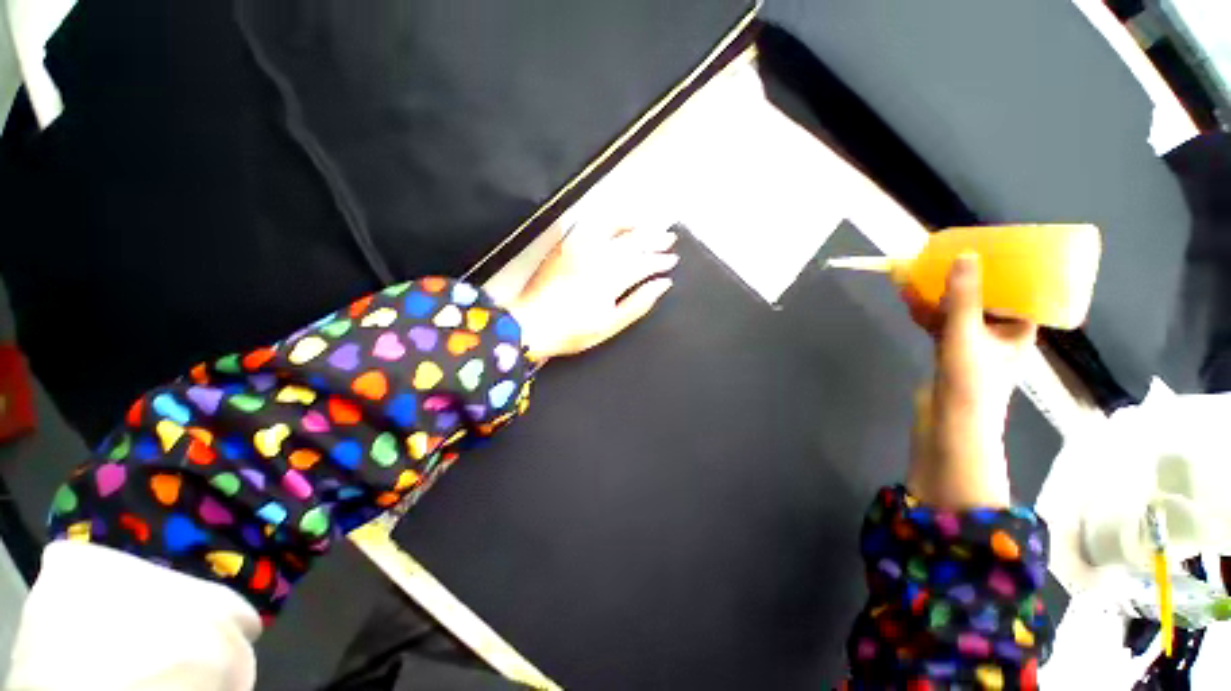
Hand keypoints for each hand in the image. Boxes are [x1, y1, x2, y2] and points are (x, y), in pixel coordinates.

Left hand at [503, 224, 677, 360]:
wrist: (529, 324)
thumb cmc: (570, 331)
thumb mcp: (609, 325)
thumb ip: (639, 303)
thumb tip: (663, 284)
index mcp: (611, 278)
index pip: (643, 263)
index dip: (660, 260)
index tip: (672, 260)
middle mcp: (597, 257)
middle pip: (633, 242)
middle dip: (654, 239)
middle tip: (669, 238)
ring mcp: (580, 247)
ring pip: (614, 228)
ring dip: (634, 224)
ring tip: (648, 225)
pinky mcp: (566, 244)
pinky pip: (591, 224)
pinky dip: (608, 220)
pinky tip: (617, 222)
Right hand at [902, 253, 1036, 509]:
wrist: (948, 443)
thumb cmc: (970, 390)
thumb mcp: (967, 335)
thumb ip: (964, 295)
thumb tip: (965, 253)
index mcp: (1017, 331)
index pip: (1016, 289)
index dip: (1003, 266)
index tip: (986, 245)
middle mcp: (1000, 336)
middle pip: (985, 294)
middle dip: (962, 275)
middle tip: (944, 252)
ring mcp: (976, 347)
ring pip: (960, 308)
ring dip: (939, 292)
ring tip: (916, 269)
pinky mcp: (953, 358)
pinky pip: (943, 325)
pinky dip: (928, 312)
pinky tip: (908, 296)